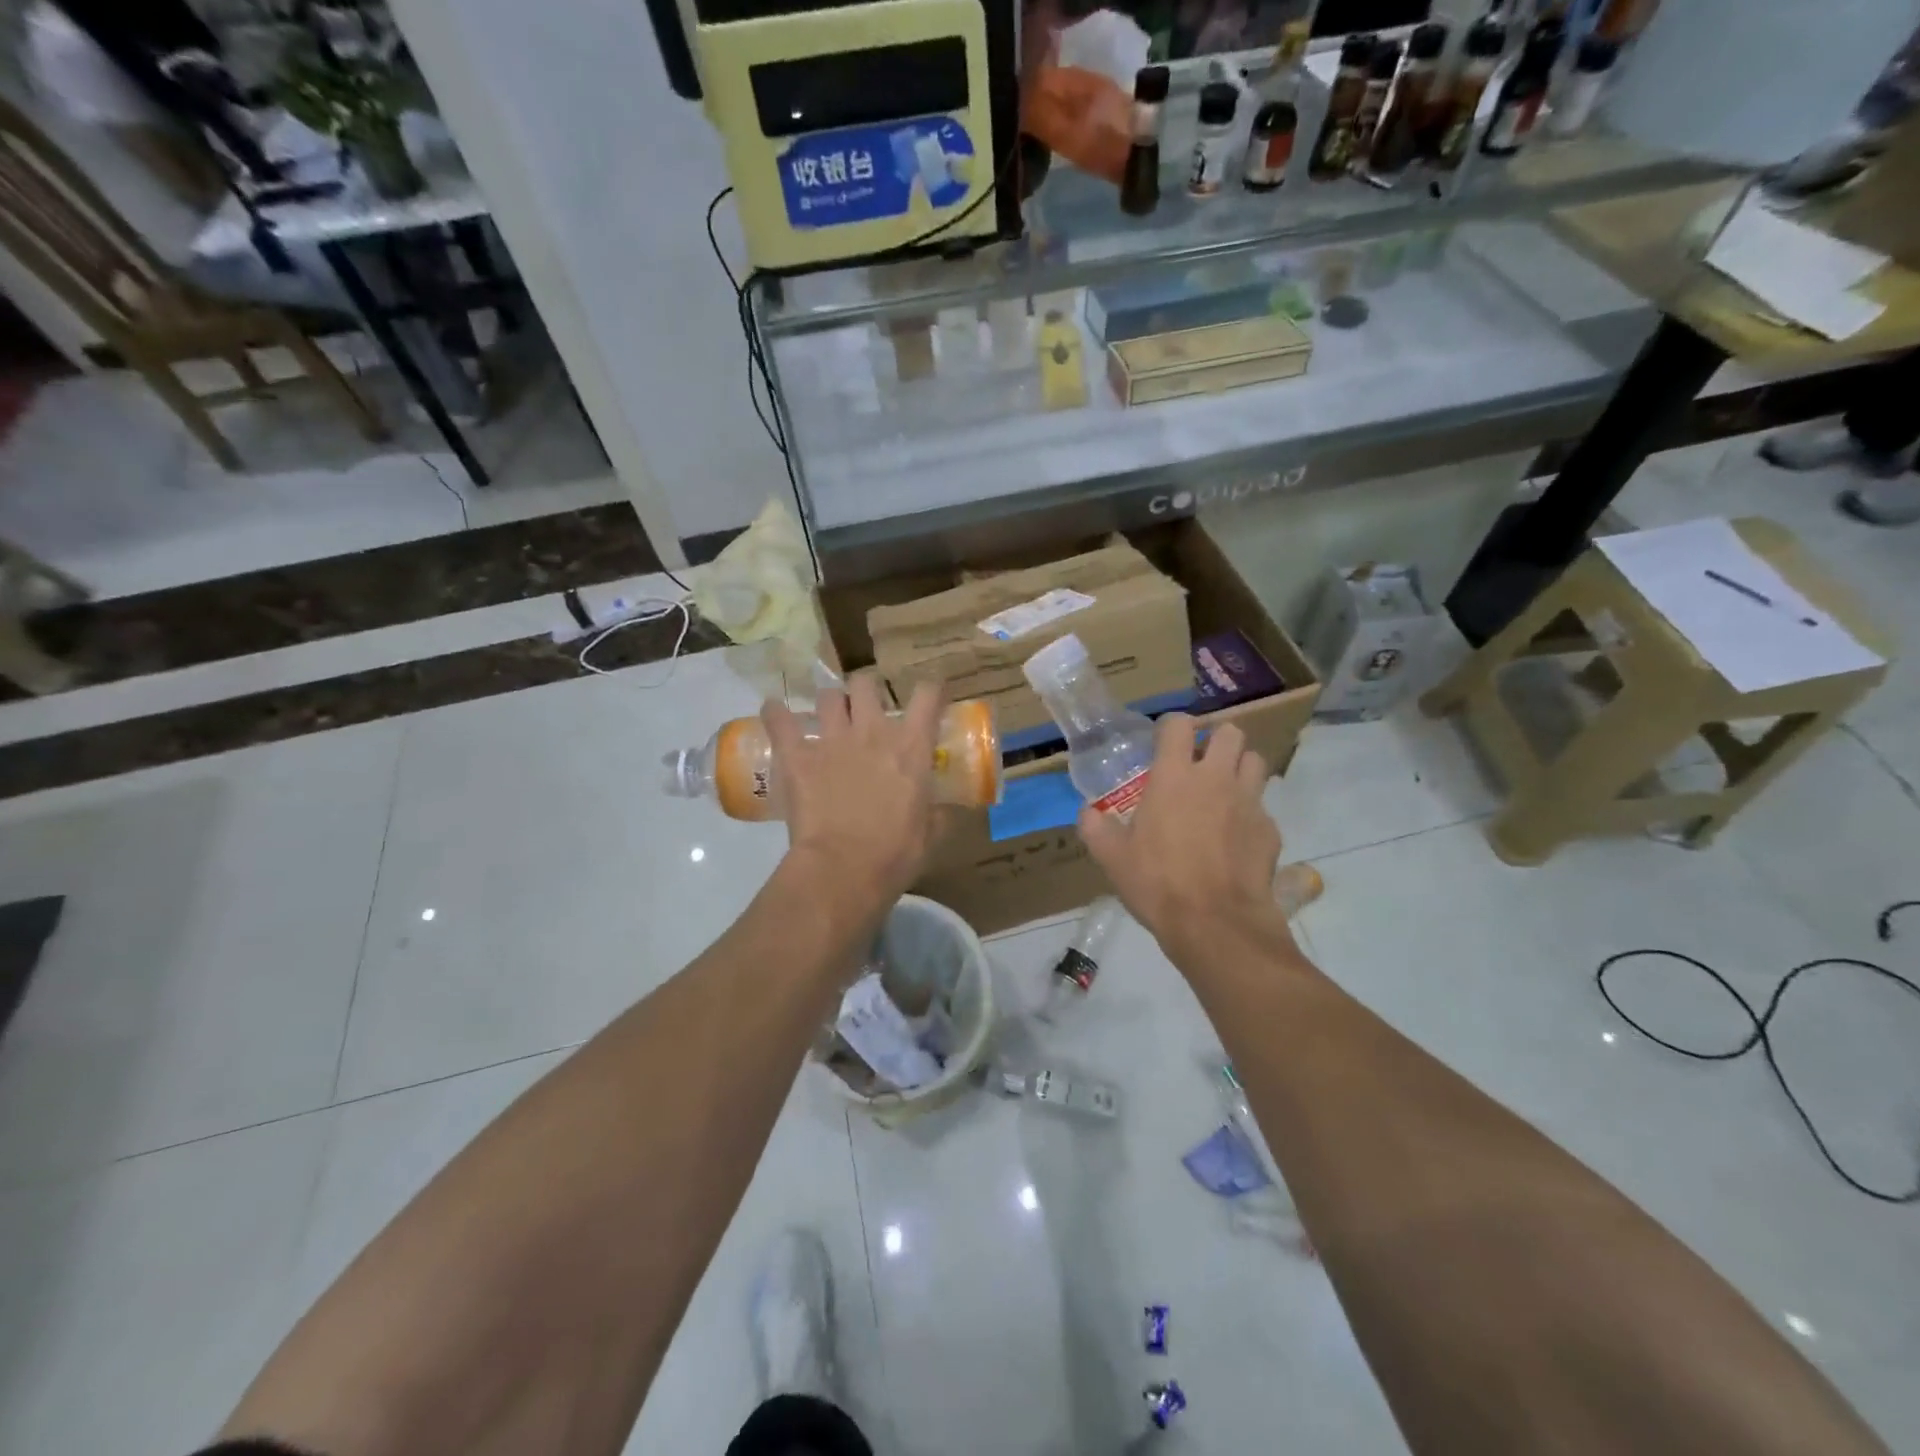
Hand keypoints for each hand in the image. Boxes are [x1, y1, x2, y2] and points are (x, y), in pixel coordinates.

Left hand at [763, 675, 943, 911]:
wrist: (844, 870)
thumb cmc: (895, 855)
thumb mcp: (930, 834)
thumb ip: (937, 813)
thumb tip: (941, 810)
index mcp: (911, 747)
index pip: (926, 695)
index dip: (929, 690)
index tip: (927, 697)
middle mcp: (873, 732)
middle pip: (866, 684)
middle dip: (865, 691)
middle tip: (865, 711)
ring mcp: (832, 741)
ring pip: (827, 696)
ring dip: (829, 704)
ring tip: (827, 718)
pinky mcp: (797, 756)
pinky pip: (779, 720)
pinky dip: (775, 712)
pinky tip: (773, 710)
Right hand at [1078, 715, 1290, 966]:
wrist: (1216, 924)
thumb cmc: (1157, 884)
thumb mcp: (1112, 858)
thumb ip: (1096, 828)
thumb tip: (1088, 813)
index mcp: (1174, 777)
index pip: (1178, 725)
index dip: (1170, 728)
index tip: (1162, 744)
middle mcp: (1215, 779)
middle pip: (1230, 732)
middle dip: (1215, 741)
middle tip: (1199, 764)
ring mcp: (1249, 802)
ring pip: (1255, 761)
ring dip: (1240, 768)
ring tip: (1223, 791)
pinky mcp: (1270, 830)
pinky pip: (1263, 807)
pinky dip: (1250, 813)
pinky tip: (1236, 837)